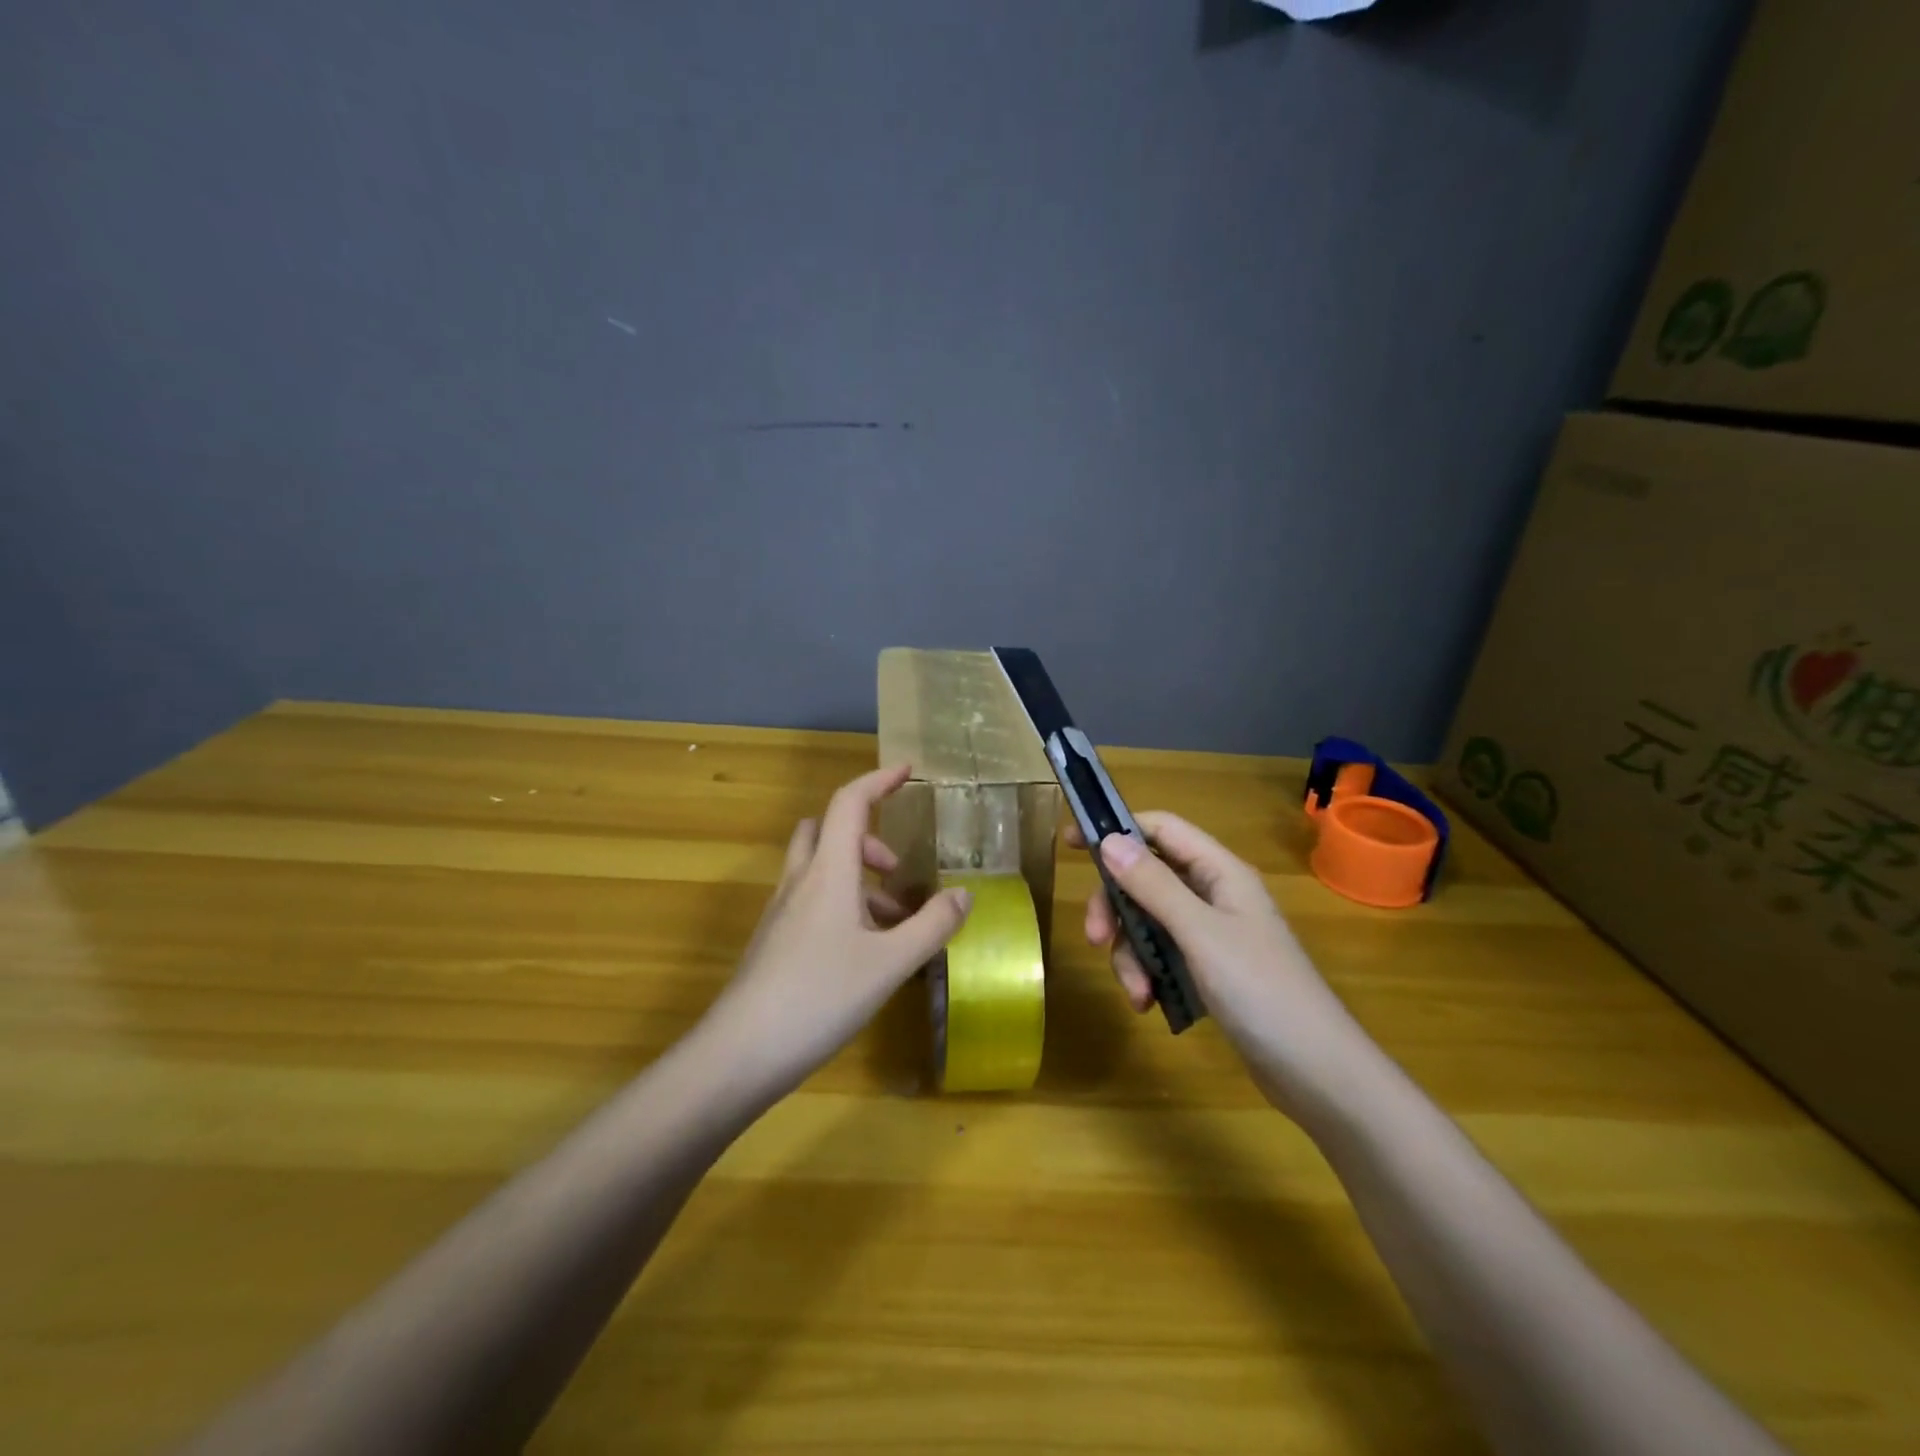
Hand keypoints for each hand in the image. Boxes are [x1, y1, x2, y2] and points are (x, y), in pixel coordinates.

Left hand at [699, 764, 971, 1099]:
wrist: (739, 1053)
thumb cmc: (819, 997)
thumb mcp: (890, 963)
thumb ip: (932, 926)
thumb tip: (964, 894)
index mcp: (828, 872)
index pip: (850, 803)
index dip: (879, 780)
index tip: (908, 770)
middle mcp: (800, 882)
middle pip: (825, 830)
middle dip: (866, 837)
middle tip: (896, 870)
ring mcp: (781, 913)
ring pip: (819, 869)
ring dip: (856, 878)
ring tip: (893, 923)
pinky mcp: (773, 942)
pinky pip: (811, 902)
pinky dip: (841, 906)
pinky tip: (864, 954)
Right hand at [1071, 813, 1376, 1116]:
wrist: (1317, 1072)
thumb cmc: (1262, 991)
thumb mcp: (1200, 933)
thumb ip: (1154, 885)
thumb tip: (1110, 840)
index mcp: (1220, 872)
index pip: (1161, 830)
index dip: (1118, 830)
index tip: (1071, 844)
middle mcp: (1214, 895)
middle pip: (1146, 879)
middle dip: (1116, 908)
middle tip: (1094, 938)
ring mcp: (1212, 934)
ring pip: (1148, 922)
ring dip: (1131, 953)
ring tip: (1137, 993)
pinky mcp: (1209, 970)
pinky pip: (1162, 955)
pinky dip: (1148, 975)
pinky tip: (1149, 1004)